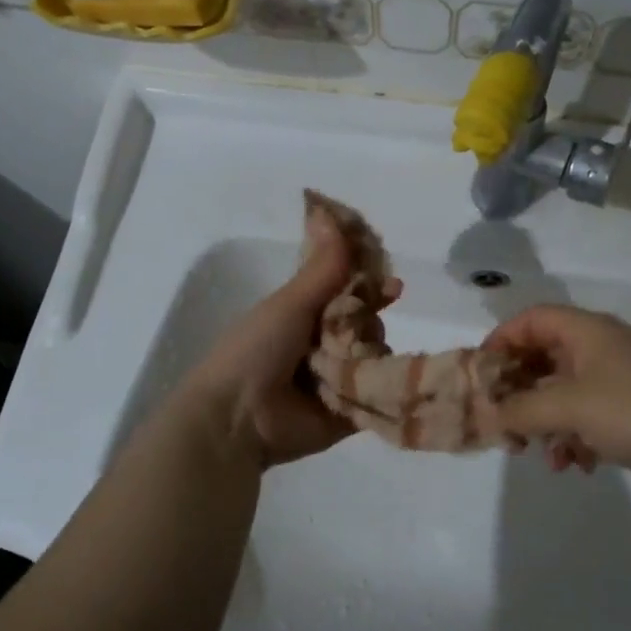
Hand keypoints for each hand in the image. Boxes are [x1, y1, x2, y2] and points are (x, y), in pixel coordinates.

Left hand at [178, 209, 398, 469]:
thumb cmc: (257, 351)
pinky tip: (388, 381)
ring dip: (372, 356)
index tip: (392, 285)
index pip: (347, 293)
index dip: (370, 286)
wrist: (238, 418)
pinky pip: (378, 396)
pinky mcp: (349, 414)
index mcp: (304, 316)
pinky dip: (384, 388)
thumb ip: (323, 266)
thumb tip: (331, 212)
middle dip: (369, 323)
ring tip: (355, 363)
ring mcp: (337, 381)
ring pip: (375, 358)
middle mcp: (322, 346)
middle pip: (366, 324)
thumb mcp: (290, 303)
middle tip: (361, 330)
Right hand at [485, 305, 630, 515]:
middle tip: (500, 422)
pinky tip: (575, 466)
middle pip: (543, 359)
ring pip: (562, 396)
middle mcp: (601, 352)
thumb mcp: (570, 405)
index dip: (501, 341)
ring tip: (535, 453)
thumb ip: (522, 408)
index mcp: (587, 332)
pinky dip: (573, 441)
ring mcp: (618, 386)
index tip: (480, 376)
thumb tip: (488, 415)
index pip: (532, 320)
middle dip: (518, 391)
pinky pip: (586, 422)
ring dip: (543, 423)